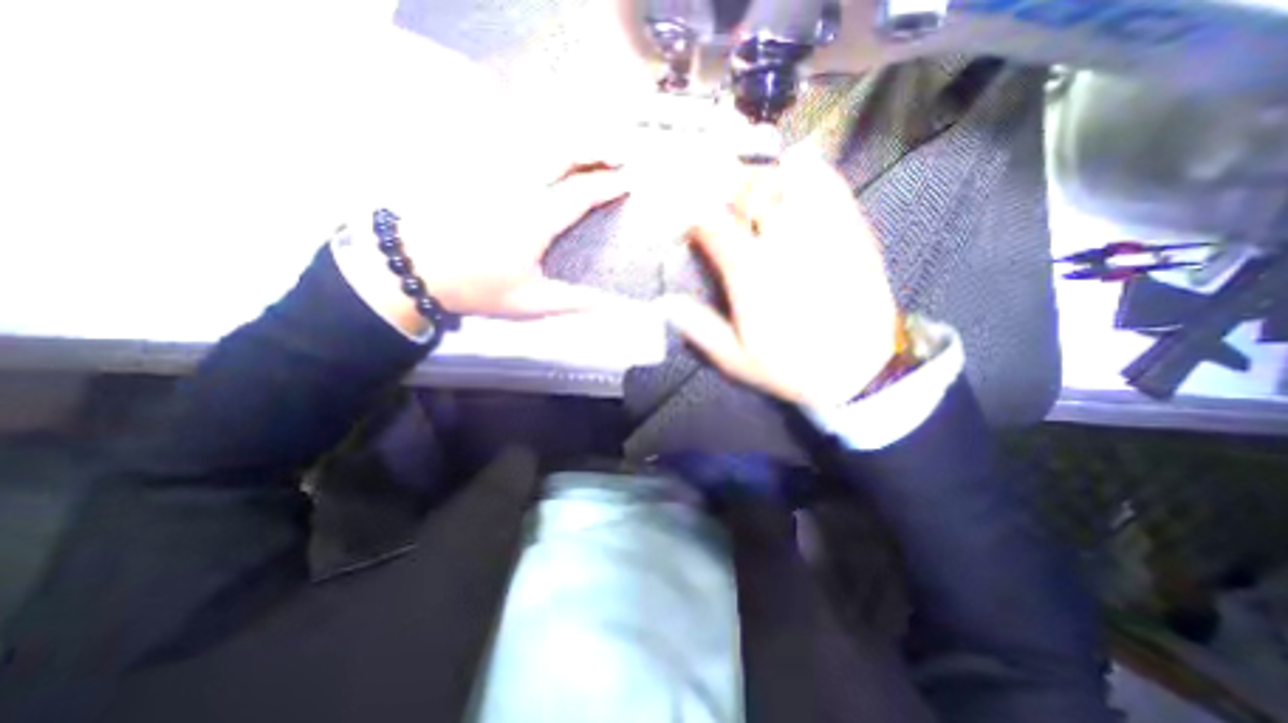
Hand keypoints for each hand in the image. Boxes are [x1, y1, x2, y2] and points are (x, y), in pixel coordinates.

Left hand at [401, 165, 626, 321]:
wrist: (415, 267)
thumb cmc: (476, 288)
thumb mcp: (528, 303)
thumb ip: (571, 301)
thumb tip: (606, 302)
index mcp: (534, 221)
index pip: (580, 194)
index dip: (608, 185)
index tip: (629, 182)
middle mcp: (518, 189)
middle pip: (562, 153)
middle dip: (594, 149)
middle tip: (617, 155)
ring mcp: (495, 174)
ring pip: (539, 143)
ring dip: (571, 142)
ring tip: (592, 150)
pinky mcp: (479, 170)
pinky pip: (516, 145)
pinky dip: (541, 143)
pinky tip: (552, 152)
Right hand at [657, 144, 896, 409]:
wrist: (860, 369)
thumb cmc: (792, 367)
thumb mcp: (737, 360)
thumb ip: (701, 329)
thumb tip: (667, 305)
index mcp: (750, 271)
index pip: (711, 223)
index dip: (693, 215)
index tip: (690, 222)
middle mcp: (782, 241)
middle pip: (747, 191)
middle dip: (725, 186)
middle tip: (719, 194)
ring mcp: (821, 231)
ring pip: (787, 180)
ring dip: (764, 174)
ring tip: (755, 183)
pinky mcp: (851, 231)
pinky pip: (831, 186)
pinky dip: (812, 170)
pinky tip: (800, 169)